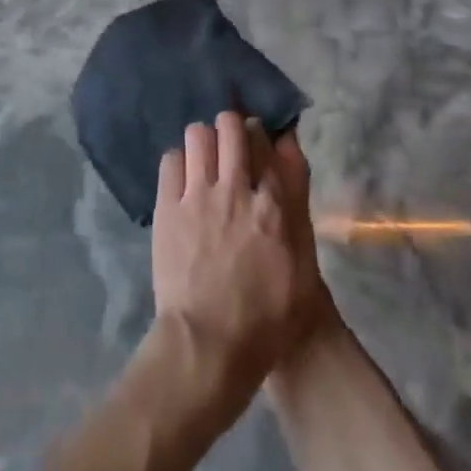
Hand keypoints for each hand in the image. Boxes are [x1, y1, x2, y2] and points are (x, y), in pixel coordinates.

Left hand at [150, 112, 332, 417]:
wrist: (208, 343)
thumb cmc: (265, 319)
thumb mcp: (302, 270)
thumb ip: (299, 207)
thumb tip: (292, 156)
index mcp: (273, 206)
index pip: (268, 142)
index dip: (264, 135)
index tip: (260, 140)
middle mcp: (234, 189)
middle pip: (231, 126)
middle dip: (233, 126)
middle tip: (232, 144)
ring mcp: (197, 195)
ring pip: (198, 134)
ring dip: (205, 140)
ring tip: (205, 159)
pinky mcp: (167, 206)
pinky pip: (171, 158)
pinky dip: (179, 160)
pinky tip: (183, 178)